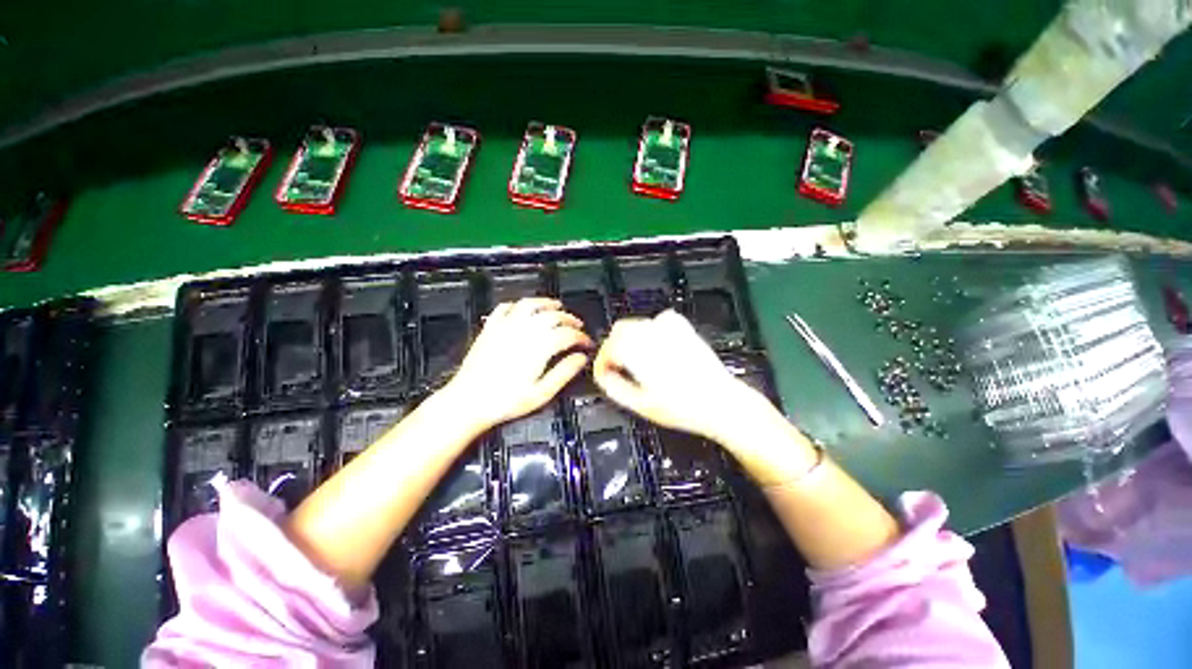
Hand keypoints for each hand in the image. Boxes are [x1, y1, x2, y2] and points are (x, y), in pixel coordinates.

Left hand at [443, 298, 591, 430]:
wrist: (468, 402)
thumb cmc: (505, 401)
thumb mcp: (542, 393)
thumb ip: (564, 373)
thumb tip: (581, 358)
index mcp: (539, 347)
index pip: (568, 334)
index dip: (582, 337)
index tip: (587, 343)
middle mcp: (524, 331)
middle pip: (553, 315)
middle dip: (570, 319)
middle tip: (578, 326)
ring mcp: (505, 327)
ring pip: (531, 304)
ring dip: (547, 303)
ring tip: (557, 307)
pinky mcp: (490, 328)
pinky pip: (505, 307)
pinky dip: (518, 304)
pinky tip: (524, 309)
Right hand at [593, 309, 761, 442]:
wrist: (721, 402)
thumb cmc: (682, 407)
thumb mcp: (640, 404)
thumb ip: (614, 387)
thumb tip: (603, 375)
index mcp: (638, 352)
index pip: (608, 348)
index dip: (601, 362)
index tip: (603, 374)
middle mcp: (651, 334)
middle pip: (619, 330)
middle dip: (613, 347)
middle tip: (617, 367)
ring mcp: (669, 328)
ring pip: (636, 323)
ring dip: (629, 339)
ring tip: (635, 360)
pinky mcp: (683, 328)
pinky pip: (657, 320)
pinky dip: (650, 330)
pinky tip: (655, 346)